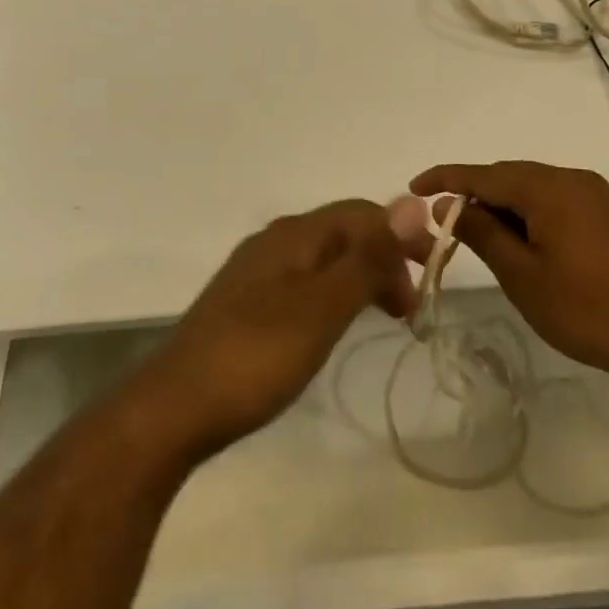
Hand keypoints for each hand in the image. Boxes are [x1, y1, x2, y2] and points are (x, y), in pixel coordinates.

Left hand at [129, 201, 418, 461]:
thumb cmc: (257, 355)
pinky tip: (335, 324)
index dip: (402, 236)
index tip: (433, 277)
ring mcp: (256, 272)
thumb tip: (413, 202)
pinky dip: (334, 295)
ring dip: (361, 278)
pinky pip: (305, 283)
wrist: (175, 406)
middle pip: (344, 233)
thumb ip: (368, 257)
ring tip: (385, 316)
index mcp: (295, 234)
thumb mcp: (323, 306)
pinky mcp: (245, 303)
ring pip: (324, 259)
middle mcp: (275, 241)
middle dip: (384, 259)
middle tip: (410, 308)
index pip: (362, 213)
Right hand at [410, 160, 608, 385]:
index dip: (445, 178)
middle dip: (473, 194)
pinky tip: (519, 240)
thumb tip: (450, 204)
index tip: (413, 187)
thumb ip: (483, 233)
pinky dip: (527, 213)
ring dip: (501, 205)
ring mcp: (592, 193)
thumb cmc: (587, 310)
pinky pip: (553, 199)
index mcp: (548, 187)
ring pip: (531, 188)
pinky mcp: (606, 212)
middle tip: (444, 223)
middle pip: (508, 176)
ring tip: (478, 236)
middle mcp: (570, 178)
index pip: (483, 174)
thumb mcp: (522, 276)